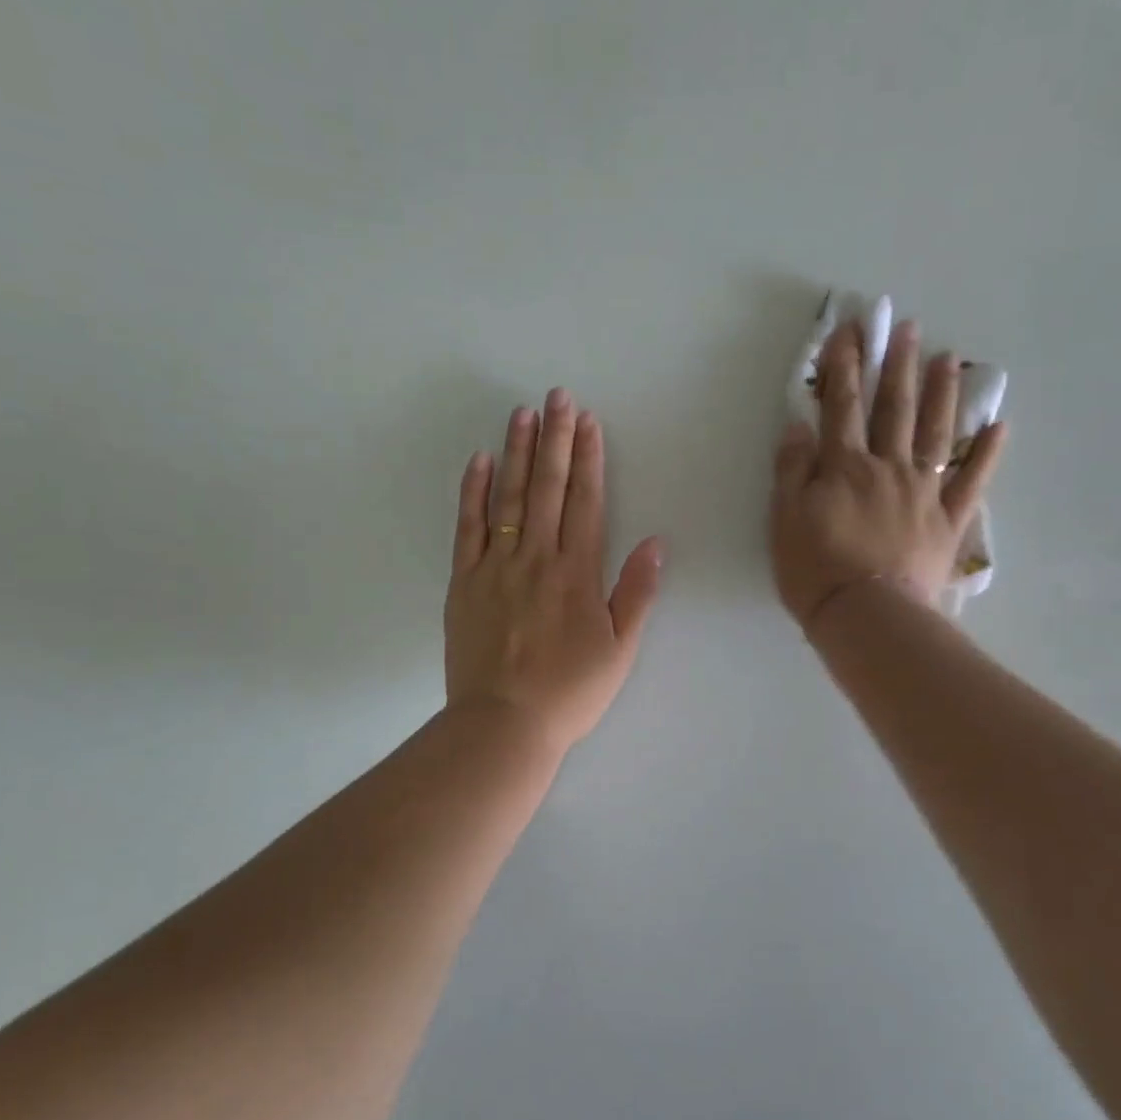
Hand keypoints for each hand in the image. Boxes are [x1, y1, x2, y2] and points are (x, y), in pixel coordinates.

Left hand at [445, 389, 663, 754]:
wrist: (504, 723)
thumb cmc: (569, 692)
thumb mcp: (619, 650)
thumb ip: (637, 594)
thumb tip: (655, 543)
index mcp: (578, 573)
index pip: (586, 502)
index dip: (588, 458)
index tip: (588, 422)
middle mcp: (537, 558)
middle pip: (548, 487)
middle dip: (555, 438)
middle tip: (558, 396)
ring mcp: (496, 566)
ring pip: (509, 497)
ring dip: (517, 452)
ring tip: (523, 412)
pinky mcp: (465, 581)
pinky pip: (468, 526)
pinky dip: (473, 491)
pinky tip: (480, 460)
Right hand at [770, 317, 1005, 628]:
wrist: (867, 616)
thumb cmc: (816, 570)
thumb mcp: (785, 519)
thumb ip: (793, 470)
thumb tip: (800, 425)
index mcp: (845, 467)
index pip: (842, 406)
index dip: (845, 366)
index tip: (850, 329)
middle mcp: (888, 468)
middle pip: (894, 409)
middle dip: (897, 365)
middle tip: (908, 326)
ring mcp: (924, 492)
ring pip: (936, 432)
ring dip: (942, 393)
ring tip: (948, 358)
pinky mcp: (947, 521)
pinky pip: (971, 482)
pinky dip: (987, 453)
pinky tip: (999, 425)